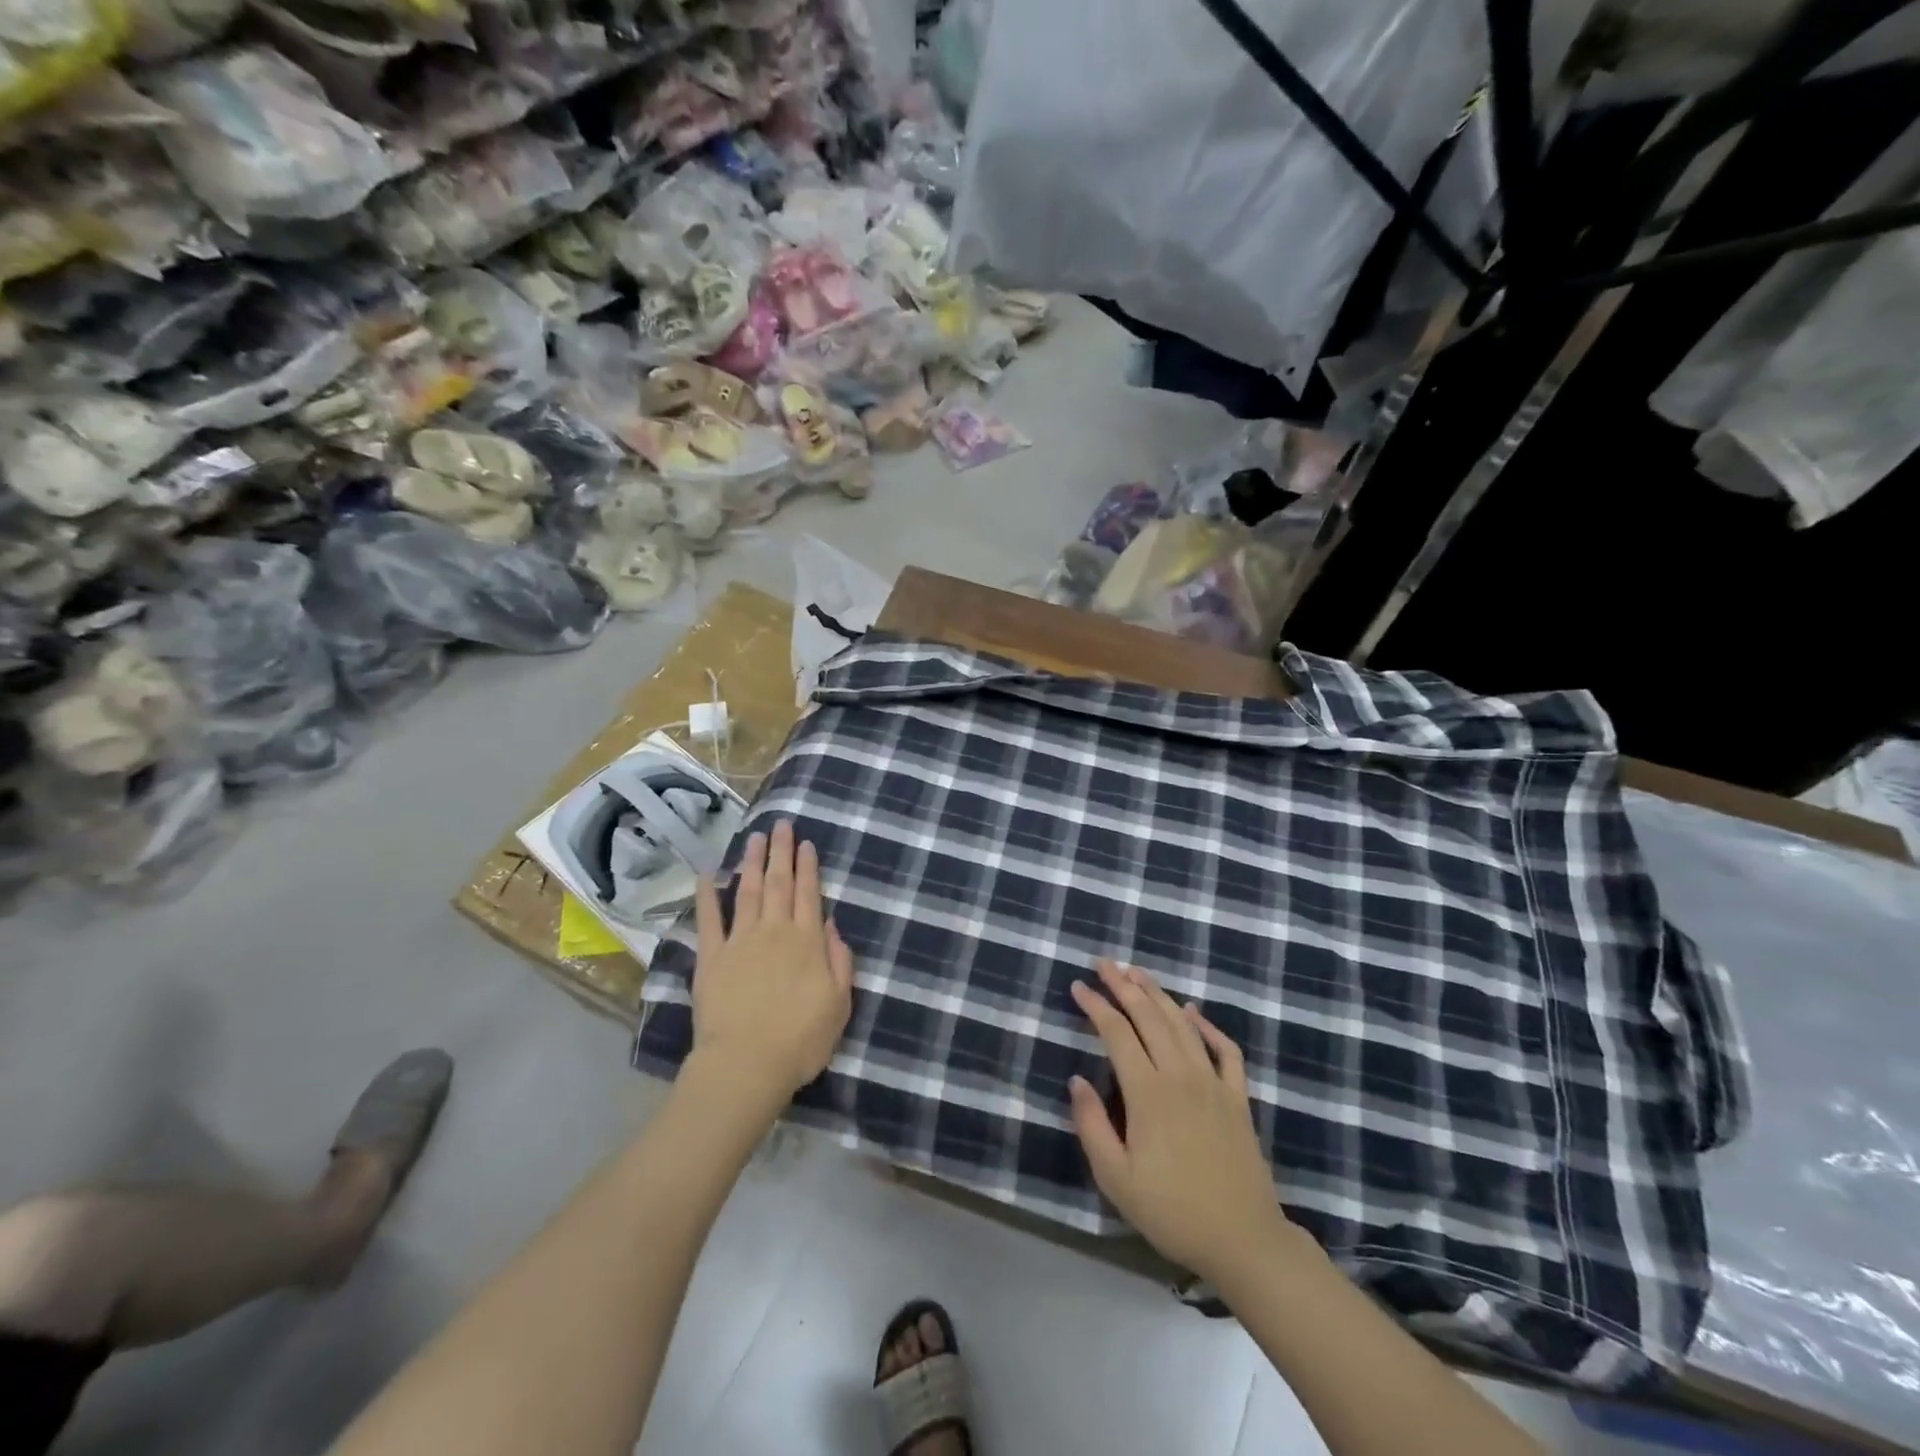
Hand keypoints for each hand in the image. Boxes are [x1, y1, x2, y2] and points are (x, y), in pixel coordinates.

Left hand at [689, 820, 853, 1117]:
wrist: (746, 1065)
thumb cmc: (801, 1040)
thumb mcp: (839, 1003)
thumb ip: (839, 960)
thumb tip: (831, 923)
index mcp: (807, 941)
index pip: (809, 894)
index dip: (808, 866)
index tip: (805, 842)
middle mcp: (774, 931)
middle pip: (779, 883)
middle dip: (780, 852)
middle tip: (780, 824)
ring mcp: (740, 942)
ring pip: (748, 892)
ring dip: (751, 863)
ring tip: (753, 838)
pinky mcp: (711, 958)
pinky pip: (708, 920)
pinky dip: (707, 895)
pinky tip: (706, 875)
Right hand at [1069, 960, 1291, 1283]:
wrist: (1244, 1241)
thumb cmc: (1172, 1212)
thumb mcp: (1116, 1179)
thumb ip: (1092, 1125)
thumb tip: (1076, 1080)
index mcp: (1148, 1092)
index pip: (1117, 1033)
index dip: (1096, 1005)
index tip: (1079, 986)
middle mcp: (1181, 1075)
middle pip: (1149, 1016)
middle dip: (1124, 985)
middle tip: (1105, 963)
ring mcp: (1213, 1083)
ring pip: (1183, 1024)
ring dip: (1158, 994)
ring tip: (1138, 973)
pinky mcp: (1237, 1097)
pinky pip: (1225, 1049)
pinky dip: (1208, 1025)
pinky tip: (1194, 1011)